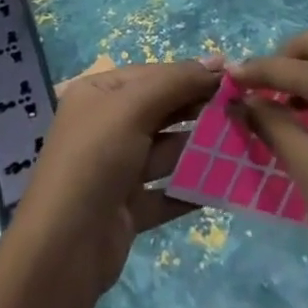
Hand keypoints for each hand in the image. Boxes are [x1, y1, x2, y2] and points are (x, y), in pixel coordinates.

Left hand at [11, 58, 220, 293]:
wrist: (64, 248)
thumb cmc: (96, 158)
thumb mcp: (133, 108)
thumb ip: (175, 83)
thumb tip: (217, 60)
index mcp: (98, 93)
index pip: (151, 75)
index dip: (190, 74)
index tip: (232, 78)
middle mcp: (105, 125)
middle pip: (159, 111)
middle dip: (197, 110)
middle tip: (243, 112)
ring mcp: (116, 168)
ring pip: (165, 152)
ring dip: (199, 150)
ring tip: (241, 145)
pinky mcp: (127, 208)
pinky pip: (166, 191)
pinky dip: (191, 189)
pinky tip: (225, 187)